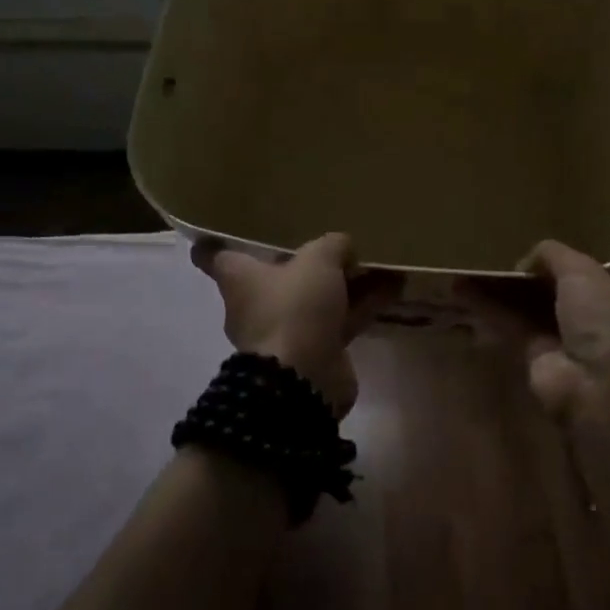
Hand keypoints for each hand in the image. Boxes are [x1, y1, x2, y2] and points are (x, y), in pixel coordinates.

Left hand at [192, 233, 387, 417]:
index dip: (216, 241)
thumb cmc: (294, 308)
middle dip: (305, 260)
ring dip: (347, 282)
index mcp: (240, 278)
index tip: (220, 228)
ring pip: (318, 296)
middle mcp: (257, 303)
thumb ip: (333, 245)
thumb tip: (344, 249)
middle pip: (278, 274)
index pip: (215, 256)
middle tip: (332, 240)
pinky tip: (394, 288)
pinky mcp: (316, 350)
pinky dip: (363, 304)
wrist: (303, 381)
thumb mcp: (317, 261)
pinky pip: (341, 319)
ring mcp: (287, 329)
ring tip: (380, 261)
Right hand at [469, 240, 609, 443]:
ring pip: (525, 309)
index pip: (579, 276)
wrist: (599, 387)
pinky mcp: (534, 359)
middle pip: (548, 293)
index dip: (553, 264)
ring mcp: (561, 342)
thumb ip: (555, 256)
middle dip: (521, 278)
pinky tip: (463, 293)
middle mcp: (588, 321)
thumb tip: (526, 260)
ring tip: (466, 272)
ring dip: (498, 293)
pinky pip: (510, 327)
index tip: (526, 252)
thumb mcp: (584, 272)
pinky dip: (488, 311)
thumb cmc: (603, 321)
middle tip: (489, 259)